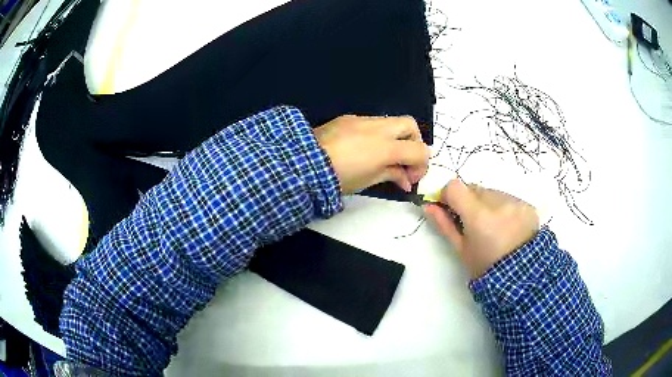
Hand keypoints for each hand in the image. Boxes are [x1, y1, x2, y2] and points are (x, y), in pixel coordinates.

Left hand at [314, 115, 428, 193]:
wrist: (304, 162)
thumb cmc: (338, 177)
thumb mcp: (368, 181)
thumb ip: (392, 175)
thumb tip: (406, 180)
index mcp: (386, 148)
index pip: (419, 150)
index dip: (421, 165)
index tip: (411, 178)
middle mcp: (378, 128)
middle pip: (410, 125)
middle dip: (414, 142)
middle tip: (405, 161)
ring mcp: (362, 119)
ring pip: (391, 121)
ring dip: (396, 137)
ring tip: (385, 156)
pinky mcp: (349, 118)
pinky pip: (372, 122)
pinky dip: (378, 134)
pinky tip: (366, 148)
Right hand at [424, 179, 539, 278]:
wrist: (520, 276)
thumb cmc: (485, 266)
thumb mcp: (461, 249)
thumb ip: (444, 224)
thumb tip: (428, 206)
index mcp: (478, 216)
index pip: (455, 187)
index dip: (448, 195)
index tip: (449, 208)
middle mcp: (498, 202)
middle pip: (474, 189)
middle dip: (470, 201)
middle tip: (473, 223)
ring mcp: (515, 202)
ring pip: (492, 192)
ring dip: (488, 203)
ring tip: (494, 226)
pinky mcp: (527, 205)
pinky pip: (509, 198)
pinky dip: (504, 208)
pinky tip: (508, 226)